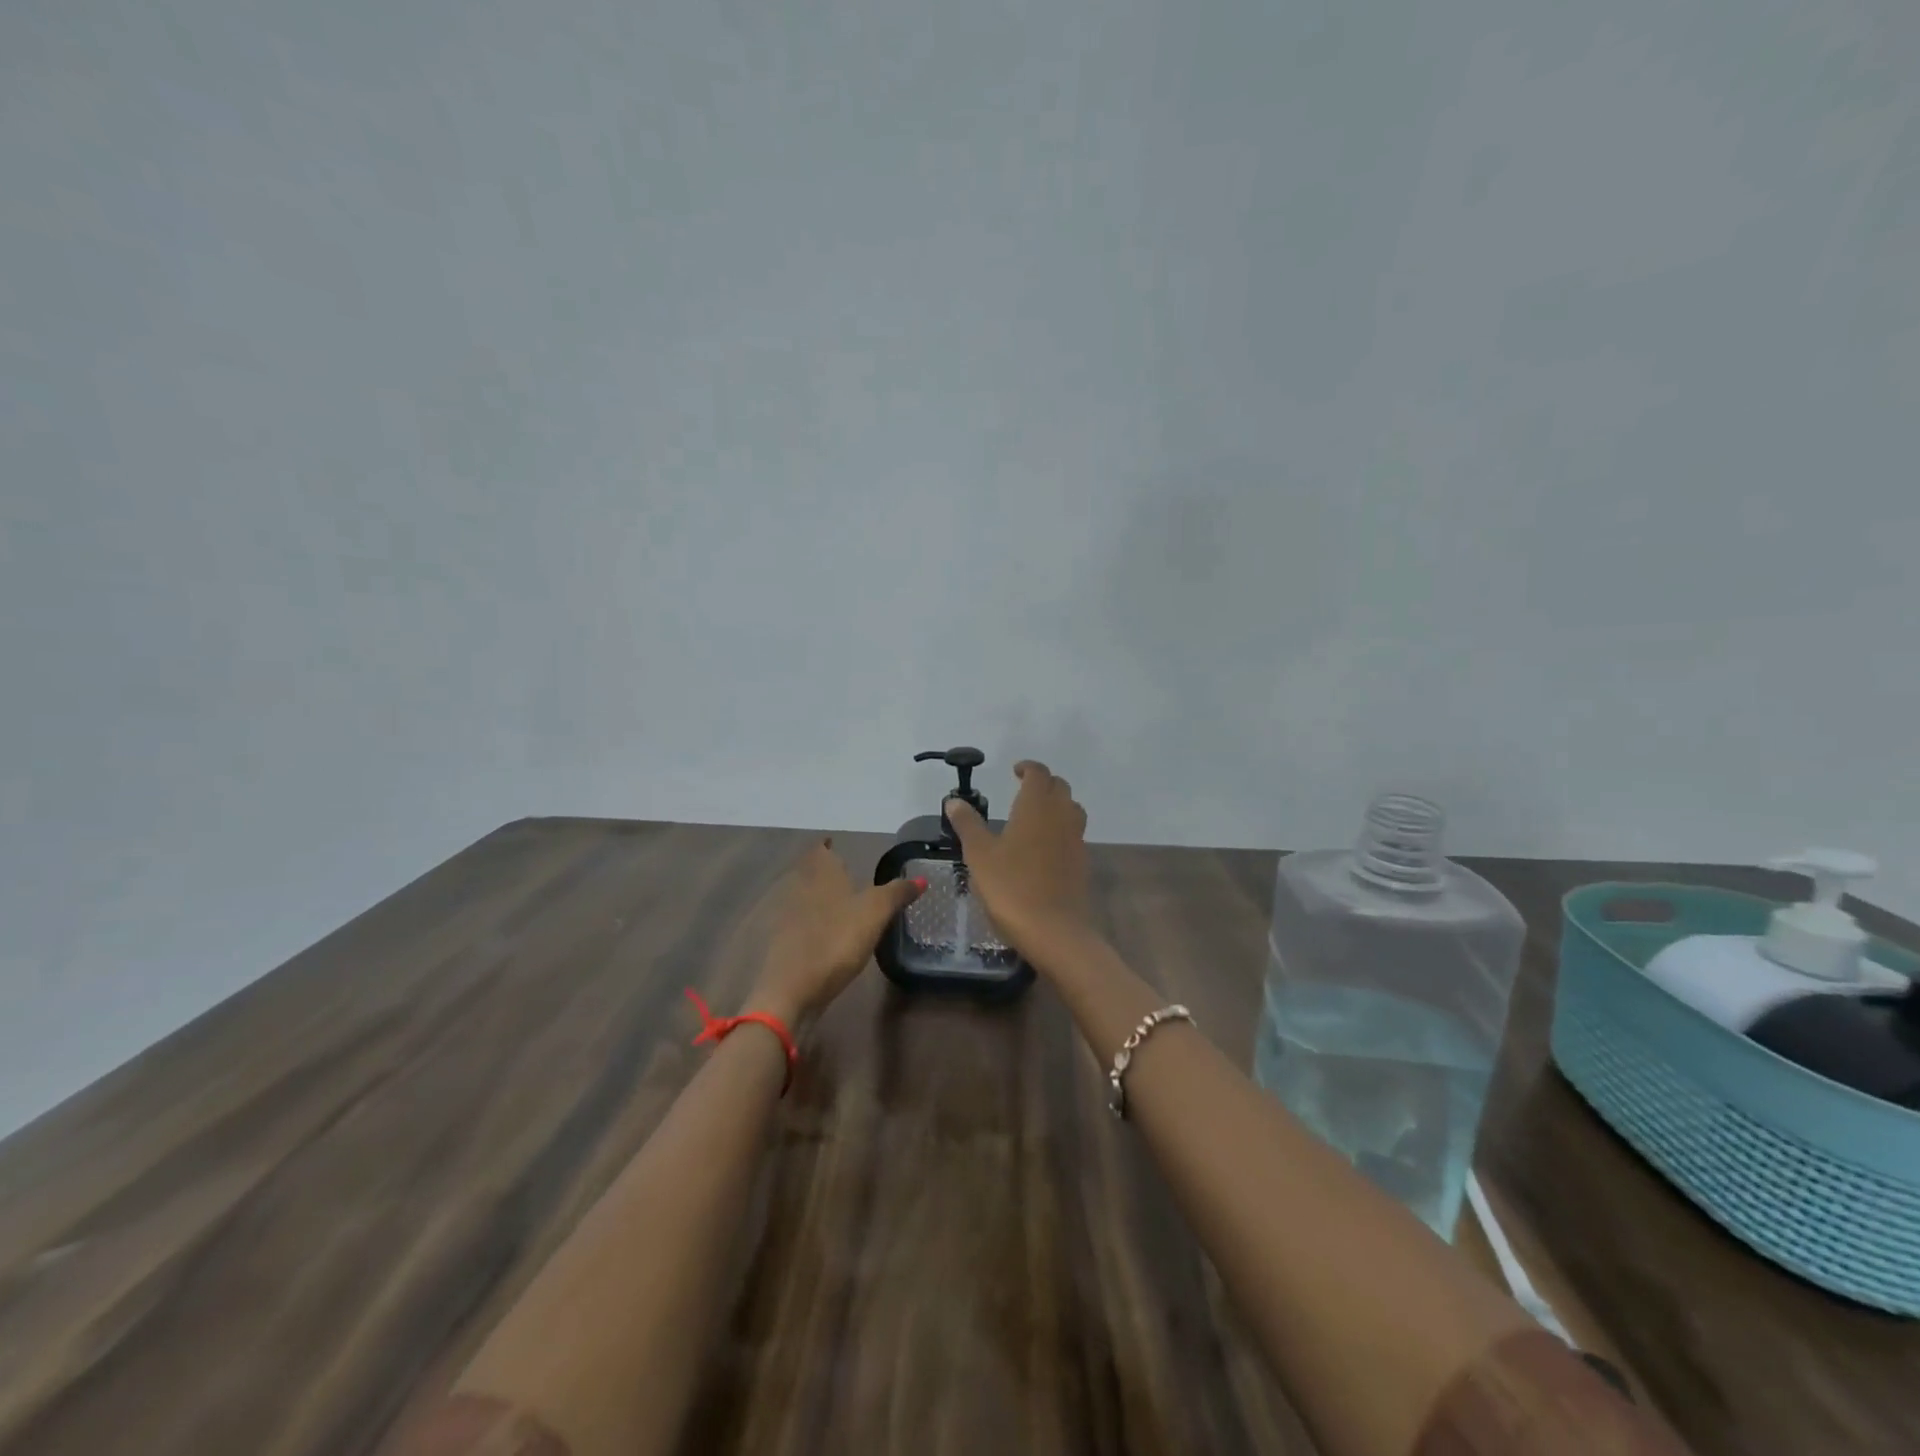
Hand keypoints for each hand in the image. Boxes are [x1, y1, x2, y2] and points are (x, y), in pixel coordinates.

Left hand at [748, 839, 923, 1024]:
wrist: (791, 990)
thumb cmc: (835, 941)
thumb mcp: (874, 913)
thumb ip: (897, 893)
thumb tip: (922, 878)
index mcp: (821, 875)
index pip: (820, 850)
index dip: (826, 846)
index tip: (834, 844)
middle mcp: (801, 890)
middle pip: (810, 872)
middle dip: (824, 870)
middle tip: (843, 871)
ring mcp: (789, 918)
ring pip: (805, 897)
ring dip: (819, 896)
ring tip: (840, 901)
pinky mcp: (786, 945)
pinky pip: (801, 923)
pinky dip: (814, 922)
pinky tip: (828, 933)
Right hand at [942, 761, 1092, 960]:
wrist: (1054, 931)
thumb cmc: (1011, 887)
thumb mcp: (979, 854)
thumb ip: (968, 824)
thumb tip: (954, 801)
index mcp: (1036, 806)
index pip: (1039, 774)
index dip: (1028, 768)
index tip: (1015, 771)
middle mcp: (1061, 816)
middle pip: (1059, 787)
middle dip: (1043, 783)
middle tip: (1022, 790)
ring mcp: (1076, 840)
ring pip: (1071, 809)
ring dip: (1056, 804)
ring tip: (1035, 816)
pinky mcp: (1081, 863)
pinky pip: (1074, 834)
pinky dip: (1061, 829)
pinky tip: (1044, 847)